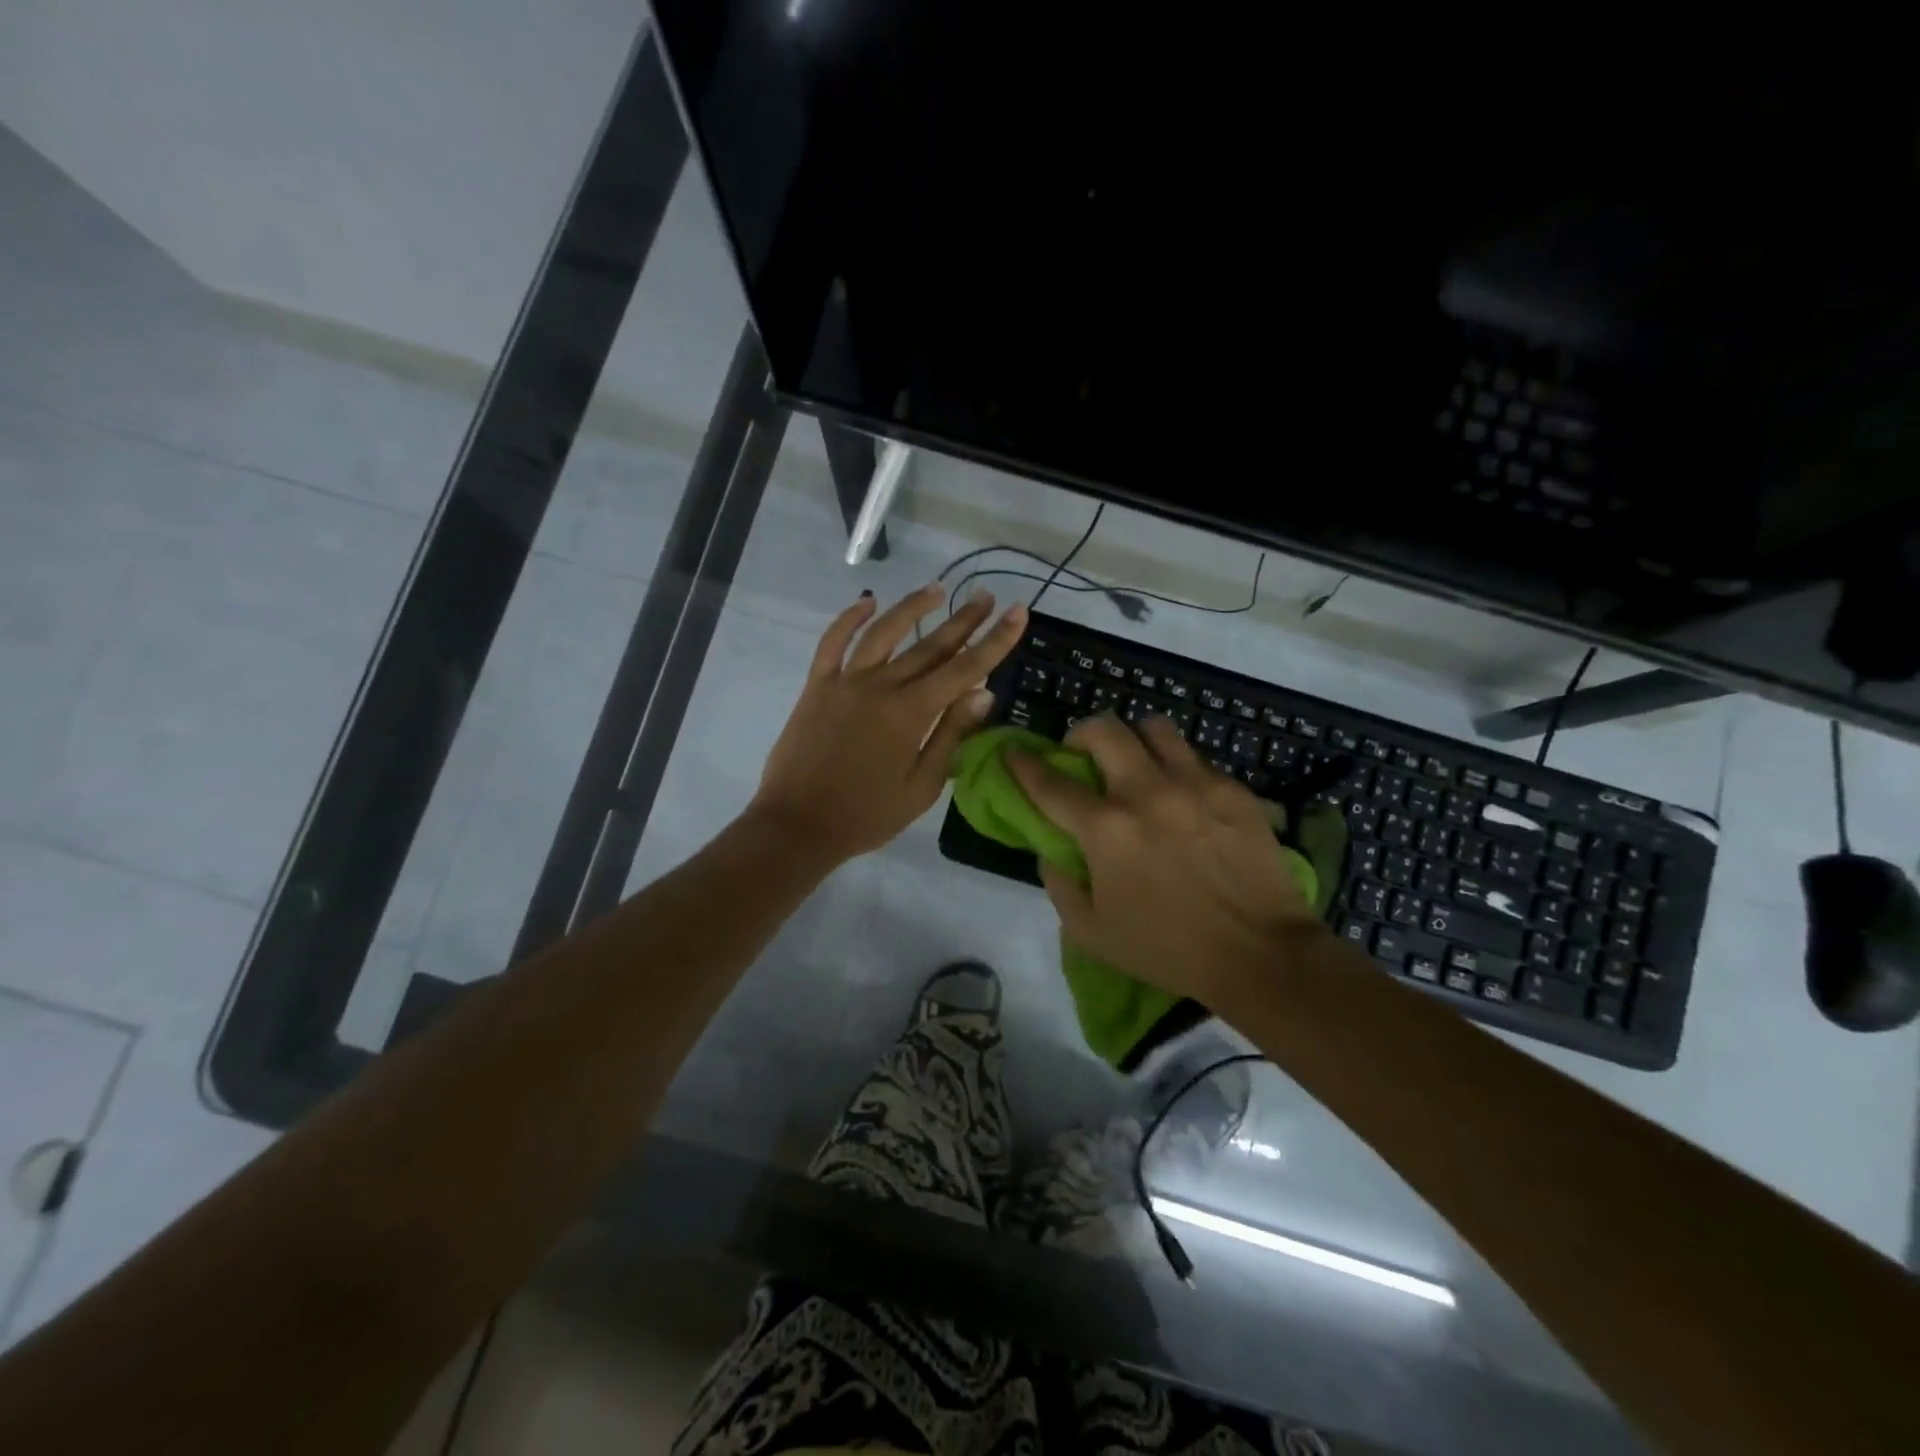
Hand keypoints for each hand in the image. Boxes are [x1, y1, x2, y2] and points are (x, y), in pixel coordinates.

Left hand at [750, 584, 1026, 865]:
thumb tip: (983, 692)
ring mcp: (845, 681)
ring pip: (884, 632)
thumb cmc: (867, 815)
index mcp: (910, 713)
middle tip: (986, 596)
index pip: (964, 668)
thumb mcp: (921, 786)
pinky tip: (868, 602)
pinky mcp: (817, 685)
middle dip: (963, 619)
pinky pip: (833, 642)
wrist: (798, 825)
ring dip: (912, 607)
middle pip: (930, 645)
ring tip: (937, 589)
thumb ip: (951, 735)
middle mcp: (880, 686)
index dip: (995, 640)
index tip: (1016, 612)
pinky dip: (849, 618)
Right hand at [1008, 714, 1323, 1008]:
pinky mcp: (1231, 789)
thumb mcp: (1092, 932)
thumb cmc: (1167, 948)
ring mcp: (1194, 784)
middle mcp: (1146, 792)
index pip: (1049, 782)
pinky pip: (1194, 757)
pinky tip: (1181, 796)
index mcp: (1106, 829)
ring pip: (1153, 727)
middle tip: (1083, 756)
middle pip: (1103, 730)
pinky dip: (1175, 767)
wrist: (1259, 954)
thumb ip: (1059, 885)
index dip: (1023, 763)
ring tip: (1136, 763)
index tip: (1013, 751)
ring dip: (1133, 740)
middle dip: (1081, 735)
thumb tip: (1052, 849)